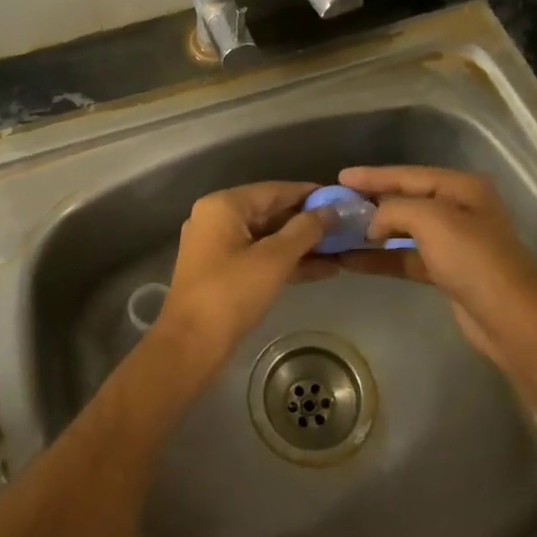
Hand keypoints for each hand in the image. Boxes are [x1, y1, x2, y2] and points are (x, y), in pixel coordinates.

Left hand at [147, 181, 331, 387]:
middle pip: (271, 212)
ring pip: (268, 238)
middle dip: (308, 222)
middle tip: (345, 227)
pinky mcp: (223, 272)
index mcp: (224, 206)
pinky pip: (260, 257)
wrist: (190, 346)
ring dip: (302, 245)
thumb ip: (305, 230)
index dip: (309, 194)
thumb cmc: (231, 293)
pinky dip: (287, 262)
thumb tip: (331, 211)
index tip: (341, 199)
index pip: (275, 190)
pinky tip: (323, 270)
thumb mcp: (274, 259)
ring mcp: (218, 247)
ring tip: (341, 249)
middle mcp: (217, 219)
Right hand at [334, 166, 536, 372]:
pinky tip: (353, 261)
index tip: (340, 176)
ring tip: (338, 232)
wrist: (510, 319)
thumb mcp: (432, 220)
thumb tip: (373, 221)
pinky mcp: (447, 271)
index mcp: (462, 187)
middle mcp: (459, 209)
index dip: (374, 175)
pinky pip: (406, 257)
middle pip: (406, 199)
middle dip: (371, 202)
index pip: (409, 174)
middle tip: (335, 203)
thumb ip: (395, 209)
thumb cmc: (473, 260)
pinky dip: (382, 258)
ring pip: (404, 230)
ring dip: (372, 233)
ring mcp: (454, 242)